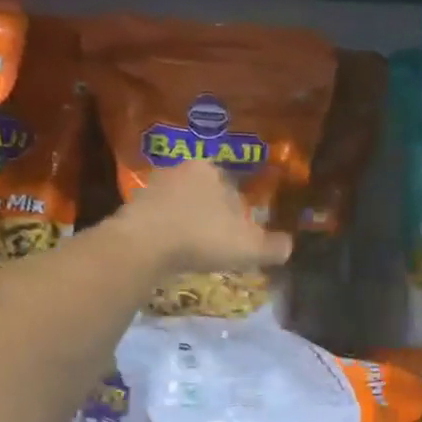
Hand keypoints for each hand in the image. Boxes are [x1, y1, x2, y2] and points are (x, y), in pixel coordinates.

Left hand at [116, 160, 293, 276]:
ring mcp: (153, 186)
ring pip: (182, 206)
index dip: (242, 213)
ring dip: (190, 224)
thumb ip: (274, 246)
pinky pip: (160, 219)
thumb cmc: (202, 237)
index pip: (235, 188)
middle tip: (219, 244)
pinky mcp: (132, 206)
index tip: (241, 235)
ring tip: (196, 250)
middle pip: (207, 194)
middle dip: (214, 216)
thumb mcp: (250, 247)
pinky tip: (172, 253)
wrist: (141, 246)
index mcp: (211, 169)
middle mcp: (181, 168)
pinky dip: (168, 233)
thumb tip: (289, 246)